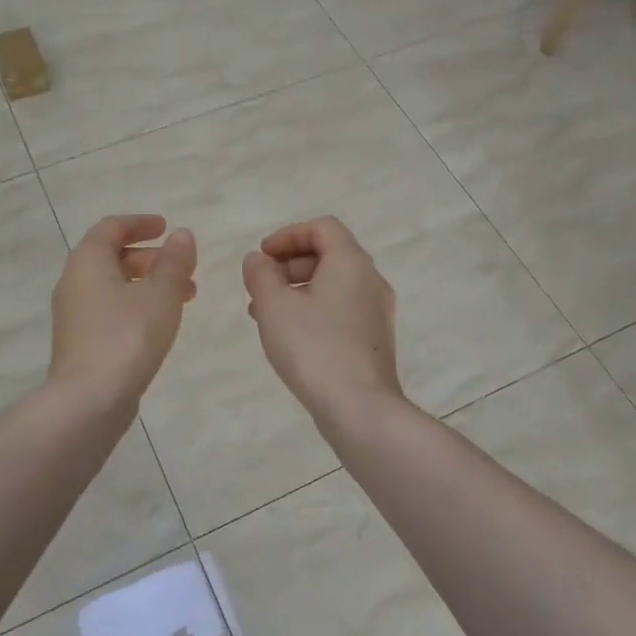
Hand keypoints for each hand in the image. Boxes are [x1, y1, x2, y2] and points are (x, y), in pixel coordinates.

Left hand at [50, 215, 197, 408]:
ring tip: (185, 297)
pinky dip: (137, 305)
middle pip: (112, 257)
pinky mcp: (81, 342)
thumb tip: (182, 235)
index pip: (111, 228)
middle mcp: (74, 283)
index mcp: (88, 262)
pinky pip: (111, 310)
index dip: (139, 223)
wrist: (89, 401)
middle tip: (183, 267)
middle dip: (151, 258)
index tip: (165, 227)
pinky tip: (161, 324)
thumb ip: (174, 262)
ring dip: (148, 284)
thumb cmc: (127, 336)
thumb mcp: (161, 294)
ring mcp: (75, 316)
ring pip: (114, 286)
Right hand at [242, 217, 402, 424]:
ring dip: (297, 289)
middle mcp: (371, 280)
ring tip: (264, 313)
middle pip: (329, 254)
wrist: (360, 408)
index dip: (288, 235)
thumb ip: (261, 274)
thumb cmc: (314, 347)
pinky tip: (288, 336)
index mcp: (351, 262)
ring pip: (333, 285)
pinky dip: (312, 310)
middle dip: (290, 263)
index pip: (323, 227)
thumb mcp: (274, 305)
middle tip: (261, 284)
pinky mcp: (374, 339)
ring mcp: (376, 312)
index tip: (262, 256)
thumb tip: (258, 259)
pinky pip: (340, 309)